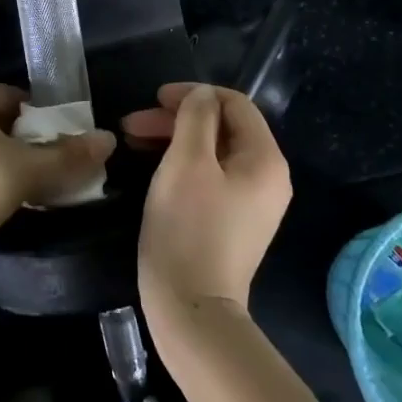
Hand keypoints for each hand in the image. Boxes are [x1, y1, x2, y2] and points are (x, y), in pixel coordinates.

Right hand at [126, 83, 291, 327]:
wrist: (192, 308)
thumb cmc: (188, 229)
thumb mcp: (186, 162)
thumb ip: (196, 117)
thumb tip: (203, 95)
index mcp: (265, 159)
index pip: (234, 104)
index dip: (194, 94)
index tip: (154, 99)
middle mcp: (268, 178)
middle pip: (223, 128)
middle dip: (177, 119)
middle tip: (132, 124)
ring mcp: (252, 203)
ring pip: (213, 152)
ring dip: (174, 139)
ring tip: (133, 141)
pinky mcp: (233, 222)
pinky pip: (211, 177)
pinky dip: (182, 164)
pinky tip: (152, 167)